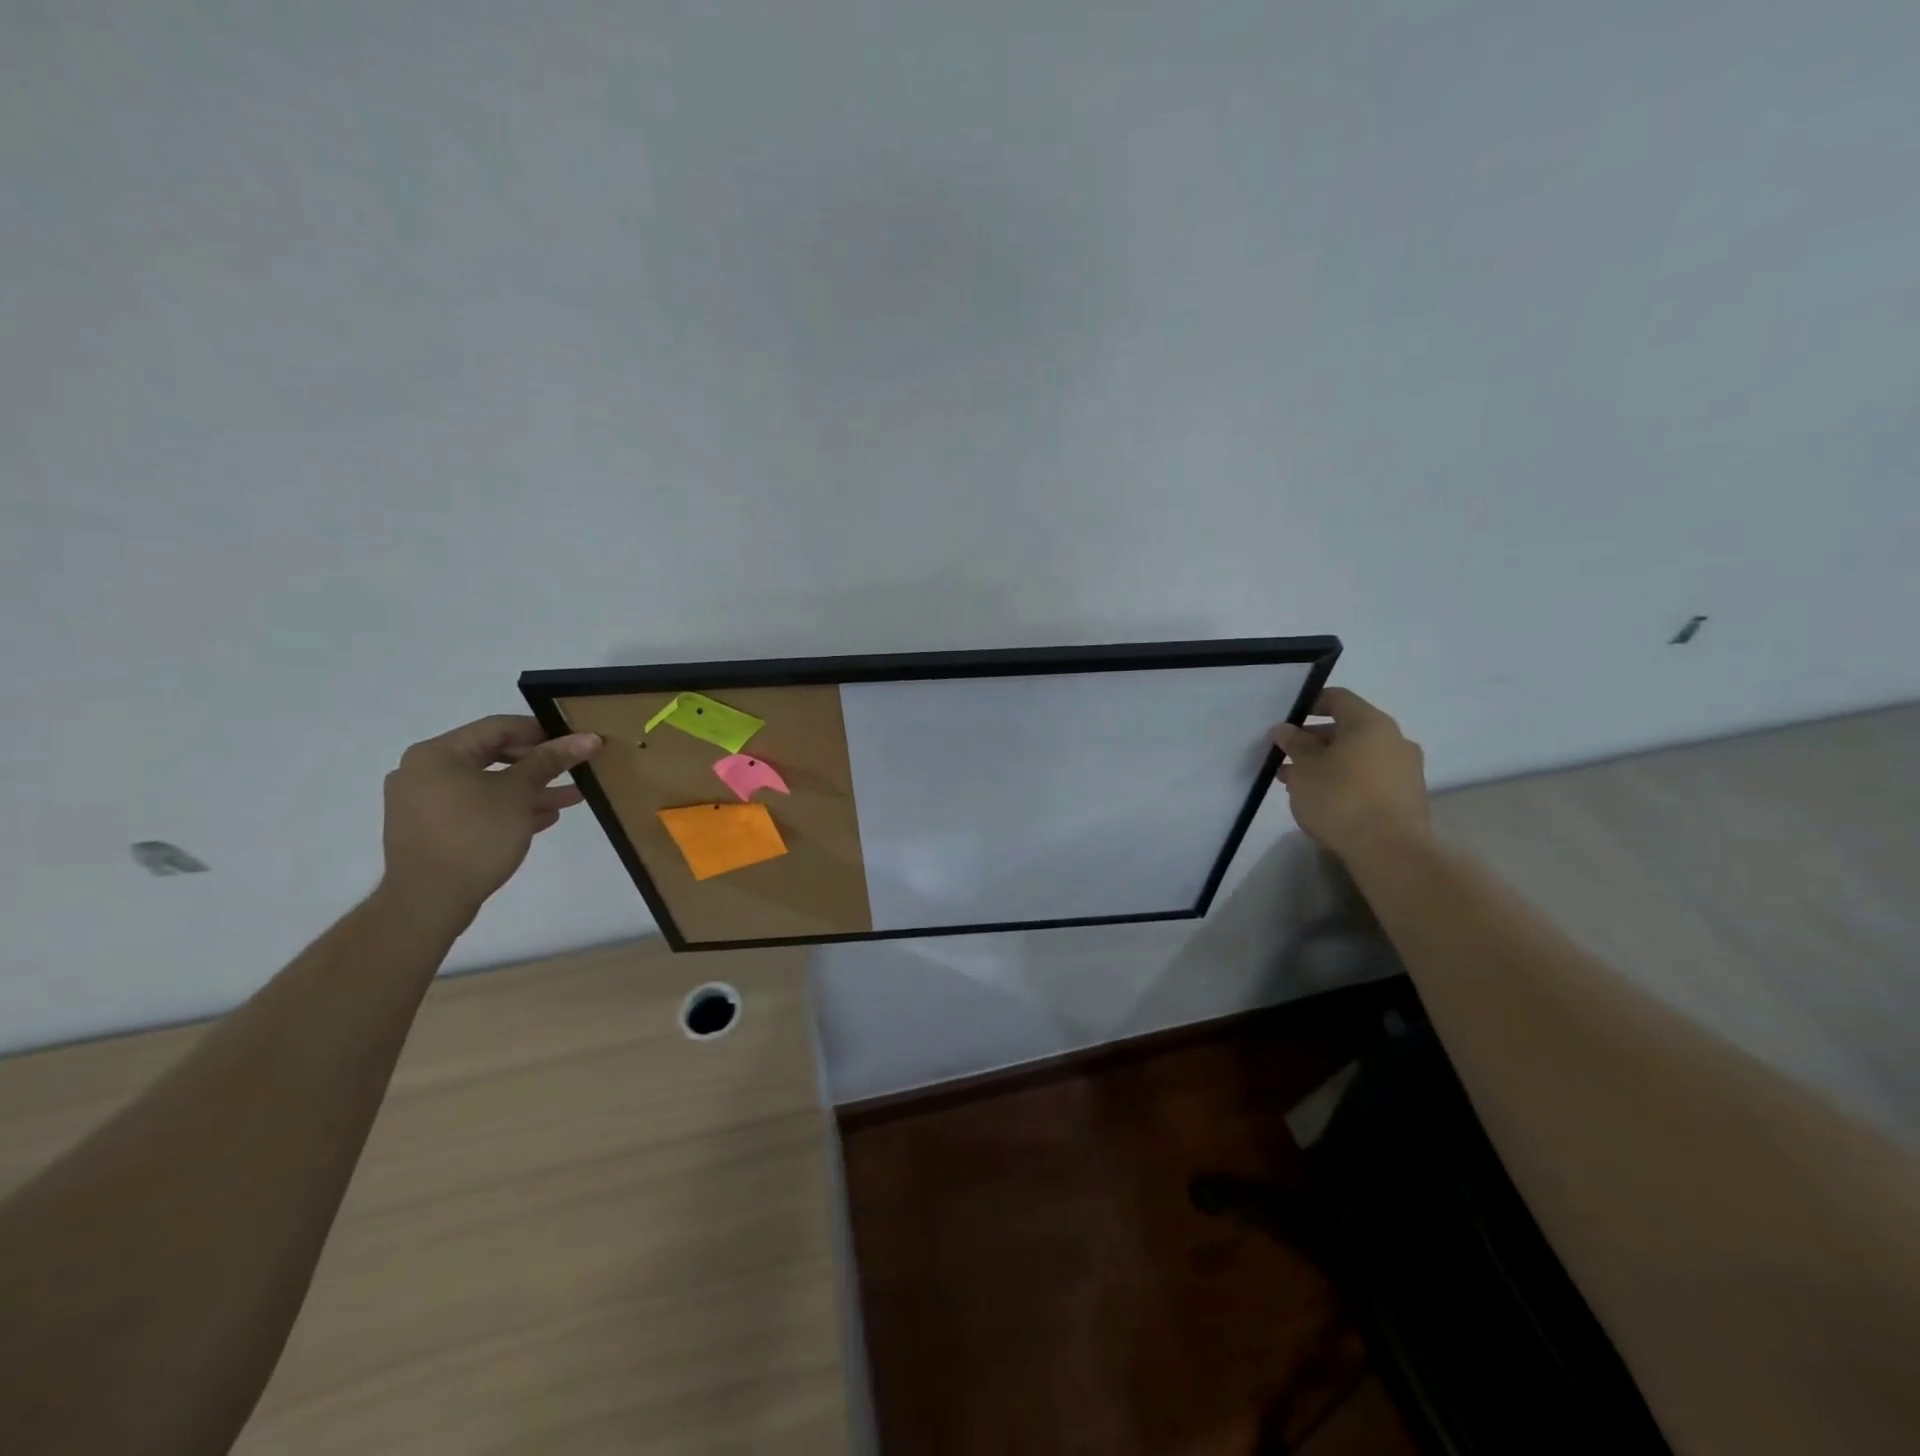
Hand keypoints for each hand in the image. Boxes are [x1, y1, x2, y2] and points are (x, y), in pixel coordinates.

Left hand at [380, 716, 602, 918]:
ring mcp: (423, 802)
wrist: (429, 901)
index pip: (499, 728)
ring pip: (487, 784)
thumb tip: (588, 737)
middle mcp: (423, 771)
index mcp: (438, 753)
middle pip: (493, 755)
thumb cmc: (475, 835)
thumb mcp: (519, 793)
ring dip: (530, 789)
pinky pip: (476, 807)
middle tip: (575, 770)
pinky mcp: (431, 829)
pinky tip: (543, 818)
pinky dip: (508, 808)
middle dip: (539, 764)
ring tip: (571, 797)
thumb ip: (551, 761)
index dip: (542, 732)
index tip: (576, 744)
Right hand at [1274, 688, 1429, 864]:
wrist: (1389, 850)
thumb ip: (1294, 744)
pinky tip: (1324, 801)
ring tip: (1298, 784)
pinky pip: (1370, 778)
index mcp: (1370, 723)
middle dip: (1314, 741)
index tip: (1287, 722)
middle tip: (1286, 759)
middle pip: (1348, 729)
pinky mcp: (1408, 796)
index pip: (1337, 698)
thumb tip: (1286, 729)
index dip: (1309, 704)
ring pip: (1358, 756)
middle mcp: (1394, 739)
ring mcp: (1405, 769)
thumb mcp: (1305, 768)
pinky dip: (1347, 781)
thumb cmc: (1340, 798)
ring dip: (1328, 764)